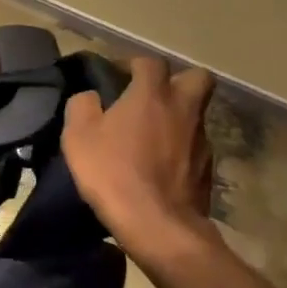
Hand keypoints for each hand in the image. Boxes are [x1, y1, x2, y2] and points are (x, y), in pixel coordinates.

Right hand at [62, 56, 217, 264]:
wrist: (156, 225)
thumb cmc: (112, 172)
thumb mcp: (78, 135)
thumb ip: (82, 105)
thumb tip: (90, 97)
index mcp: (152, 95)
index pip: (150, 62)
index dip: (133, 64)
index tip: (117, 76)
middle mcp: (184, 110)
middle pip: (197, 78)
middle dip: (177, 81)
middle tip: (152, 97)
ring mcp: (202, 140)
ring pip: (196, 115)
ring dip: (177, 118)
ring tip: (150, 137)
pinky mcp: (208, 170)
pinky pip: (194, 147)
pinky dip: (180, 149)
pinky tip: (159, 166)